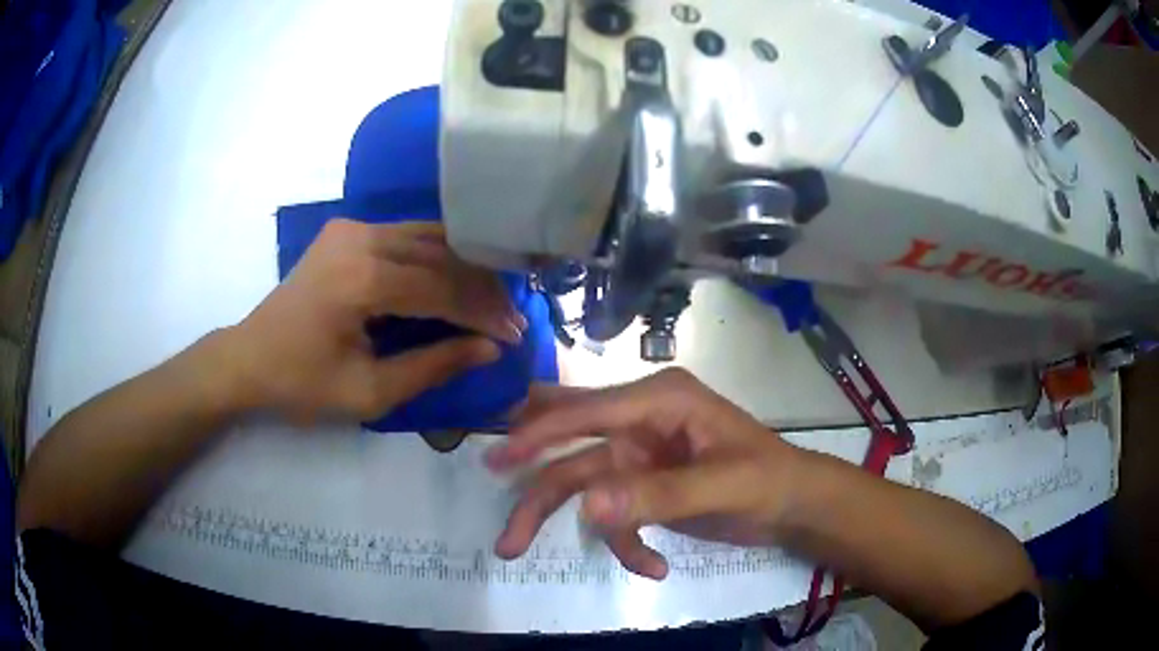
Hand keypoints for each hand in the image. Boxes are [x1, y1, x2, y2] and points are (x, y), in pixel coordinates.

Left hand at [225, 219, 523, 421]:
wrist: (248, 359)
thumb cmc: (301, 384)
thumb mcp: (368, 392)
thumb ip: (432, 366)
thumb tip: (489, 348)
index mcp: (360, 278)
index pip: (440, 288)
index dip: (482, 313)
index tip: (516, 335)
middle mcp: (359, 238)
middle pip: (439, 254)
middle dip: (479, 288)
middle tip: (511, 317)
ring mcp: (351, 228)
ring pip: (426, 237)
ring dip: (462, 267)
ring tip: (491, 298)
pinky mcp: (346, 231)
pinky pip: (405, 236)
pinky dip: (435, 256)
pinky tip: (455, 277)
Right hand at [486, 368, 800, 579]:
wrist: (794, 505)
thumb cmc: (768, 480)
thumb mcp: (722, 485)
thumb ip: (657, 495)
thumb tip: (587, 507)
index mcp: (659, 400)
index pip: (588, 412)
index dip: (540, 434)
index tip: (501, 462)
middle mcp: (639, 422)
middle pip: (571, 450)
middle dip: (536, 488)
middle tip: (506, 530)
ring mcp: (638, 457)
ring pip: (582, 486)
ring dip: (564, 524)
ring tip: (522, 553)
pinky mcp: (643, 488)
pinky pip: (614, 517)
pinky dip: (626, 545)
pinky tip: (655, 566)